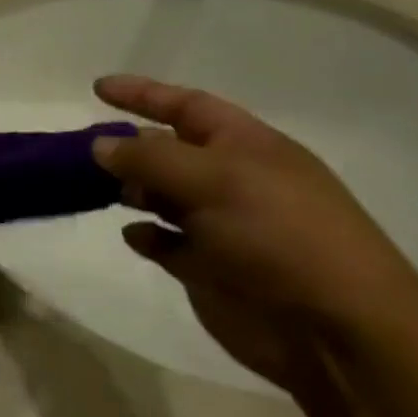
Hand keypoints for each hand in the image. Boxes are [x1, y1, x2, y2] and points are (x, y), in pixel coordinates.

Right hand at [91, 75, 417, 392]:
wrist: (333, 329)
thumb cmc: (278, 234)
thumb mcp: (213, 180)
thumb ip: (150, 158)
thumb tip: (101, 144)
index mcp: (246, 146)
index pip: (187, 106)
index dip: (143, 94)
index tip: (97, 88)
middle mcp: (232, 180)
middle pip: (170, 151)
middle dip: (130, 145)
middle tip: (84, 149)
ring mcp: (221, 226)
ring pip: (163, 195)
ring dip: (132, 189)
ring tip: (100, 190)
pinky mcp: (210, 268)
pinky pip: (167, 243)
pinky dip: (146, 236)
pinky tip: (133, 236)